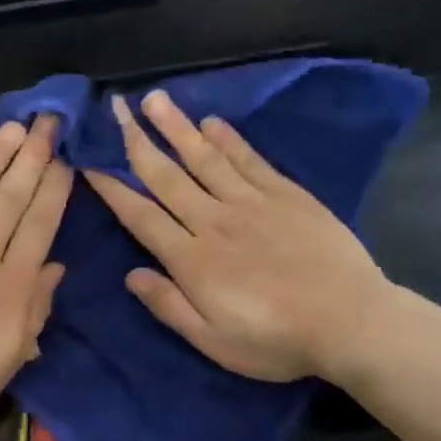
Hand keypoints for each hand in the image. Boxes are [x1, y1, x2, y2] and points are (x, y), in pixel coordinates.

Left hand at [0, 116, 71, 440]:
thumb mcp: (11, 359)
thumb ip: (35, 309)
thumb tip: (56, 266)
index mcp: (10, 287)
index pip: (40, 224)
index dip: (55, 187)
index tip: (66, 156)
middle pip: (10, 199)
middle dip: (32, 157)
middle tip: (47, 120)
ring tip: (10, 128)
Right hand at [85, 90, 389, 383]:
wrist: (351, 323)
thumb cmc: (276, 341)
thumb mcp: (213, 341)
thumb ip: (169, 306)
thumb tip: (130, 275)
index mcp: (192, 259)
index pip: (141, 215)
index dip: (112, 188)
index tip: (89, 160)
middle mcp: (214, 221)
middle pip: (167, 176)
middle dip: (137, 141)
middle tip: (116, 108)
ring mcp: (252, 203)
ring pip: (204, 158)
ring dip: (177, 127)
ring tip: (155, 99)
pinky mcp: (286, 195)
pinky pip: (249, 160)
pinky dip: (229, 139)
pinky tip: (212, 122)